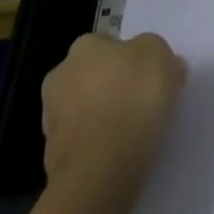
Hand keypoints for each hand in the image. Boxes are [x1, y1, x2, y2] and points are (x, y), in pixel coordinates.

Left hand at [41, 32, 187, 213]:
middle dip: (110, 87)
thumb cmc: (133, 101)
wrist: (101, 169)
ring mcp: (52, 118)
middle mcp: (60, 75)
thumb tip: (157, 63)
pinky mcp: (52, 157)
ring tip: (133, 135)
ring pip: (84, 110)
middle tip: (140, 104)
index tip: (148, 78)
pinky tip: (118, 156)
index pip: (107, 44)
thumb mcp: (161, 58)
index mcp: (84, 46)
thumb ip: (157, 53)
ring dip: (101, 118)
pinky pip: (83, 143)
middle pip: (92, 76)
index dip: (129, 59)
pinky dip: (97, 146)